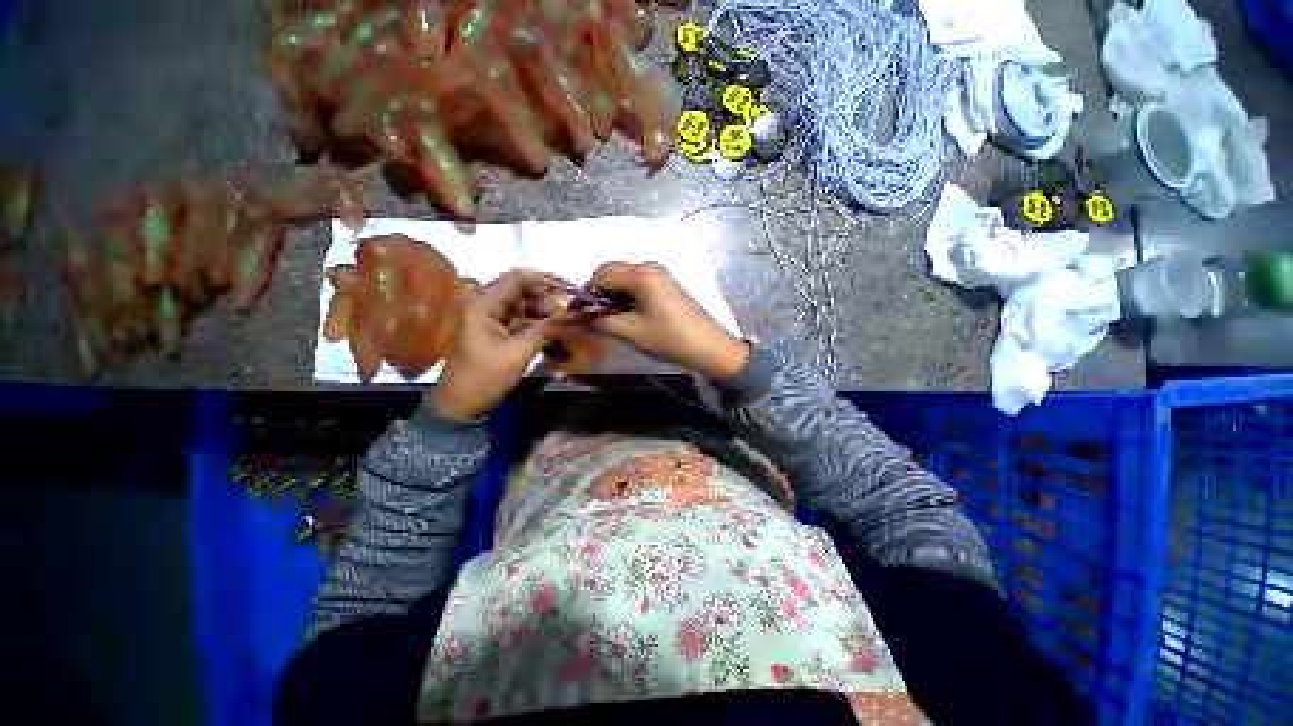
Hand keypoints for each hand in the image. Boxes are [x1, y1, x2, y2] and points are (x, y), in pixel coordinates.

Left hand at [428, 270, 566, 421]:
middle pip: (517, 289)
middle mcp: (480, 303)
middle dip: (544, 295)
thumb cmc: (485, 376)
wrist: (461, 405)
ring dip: (540, 309)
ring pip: (518, 304)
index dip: (543, 280)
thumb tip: (571, 314)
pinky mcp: (489, 330)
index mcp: (481, 304)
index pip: (515, 279)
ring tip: (563, 317)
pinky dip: (532, 320)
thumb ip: (545, 329)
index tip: (567, 288)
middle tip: (569, 305)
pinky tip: (550, 326)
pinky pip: (515, 318)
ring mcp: (484, 317)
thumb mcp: (518, 353)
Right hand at [586, 262, 748, 380]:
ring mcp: (660, 275)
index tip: (581, 314)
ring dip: (614, 297)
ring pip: (625, 279)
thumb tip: (578, 315)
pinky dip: (628, 297)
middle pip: (612, 273)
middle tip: (597, 319)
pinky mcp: (667, 285)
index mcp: (640, 274)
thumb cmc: (670, 339)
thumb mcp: (632, 332)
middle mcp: (649, 267)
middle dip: (600, 294)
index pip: (600, 274)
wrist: (710, 348)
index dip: (586, 293)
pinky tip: (630, 316)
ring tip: (614, 321)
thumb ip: (601, 321)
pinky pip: (638, 284)